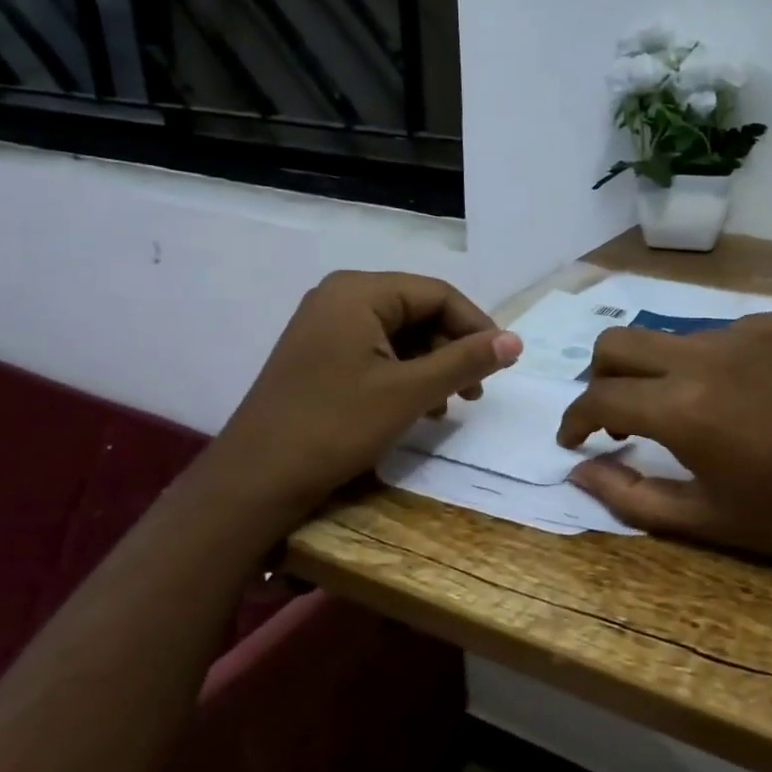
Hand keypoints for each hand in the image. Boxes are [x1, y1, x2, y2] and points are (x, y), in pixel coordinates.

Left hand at [211, 271, 521, 515]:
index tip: (503, 364)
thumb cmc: (335, 426)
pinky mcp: (319, 355)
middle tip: (474, 393)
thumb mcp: (409, 392)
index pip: (437, 294)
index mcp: (359, 292)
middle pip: (418, 311)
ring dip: (432, 366)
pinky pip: (376, 352)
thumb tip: (515, 341)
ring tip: (449, 405)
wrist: (256, 479)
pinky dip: (405, 375)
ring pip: (400, 335)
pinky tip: (418, 408)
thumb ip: (465, 361)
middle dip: (453, 350)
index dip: (477, 327)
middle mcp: (340, 297)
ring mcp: (325, 326)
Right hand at [557, 312, 771, 566]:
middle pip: (618, 342)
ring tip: (697, 412)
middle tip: (622, 416)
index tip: (575, 438)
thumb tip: (579, 471)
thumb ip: (630, 496)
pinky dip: (715, 363)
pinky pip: (726, 333)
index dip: (574, 419)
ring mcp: (749, 329)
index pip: (598, 396)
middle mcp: (706, 354)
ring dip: (663, 372)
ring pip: (673, 337)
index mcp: (683, 409)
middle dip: (602, 378)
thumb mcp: (706, 520)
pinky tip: (749, 396)